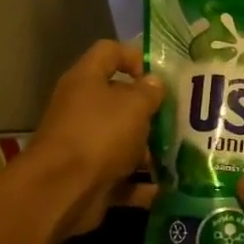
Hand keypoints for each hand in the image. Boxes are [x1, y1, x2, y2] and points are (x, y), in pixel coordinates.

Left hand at [15, 41, 163, 237]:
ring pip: (123, 141)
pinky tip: (167, 188)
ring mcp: (84, 145)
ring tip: (181, 154)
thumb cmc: (99, 135)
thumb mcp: (133, 106)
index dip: (135, 56)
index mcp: (86, 80)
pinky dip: (141, 185)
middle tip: (180, 117)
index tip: (161, 76)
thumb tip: (154, 83)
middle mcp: (82, 109)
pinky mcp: (90, 177)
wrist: (62, 191)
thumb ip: (149, 92)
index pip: (109, 51)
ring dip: (149, 150)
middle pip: (119, 100)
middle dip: (150, 110)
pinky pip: (122, 177)